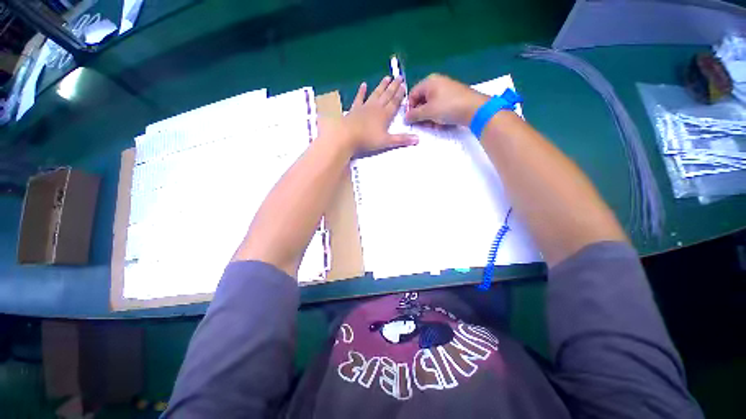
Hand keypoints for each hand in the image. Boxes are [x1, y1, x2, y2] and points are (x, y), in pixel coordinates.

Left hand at [339, 76, 418, 152]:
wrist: (347, 136)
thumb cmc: (368, 139)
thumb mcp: (386, 141)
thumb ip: (401, 140)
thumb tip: (418, 139)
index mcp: (385, 115)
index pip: (395, 102)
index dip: (400, 94)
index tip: (404, 85)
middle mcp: (376, 108)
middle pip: (387, 95)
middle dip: (393, 87)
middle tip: (399, 77)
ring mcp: (365, 107)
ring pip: (375, 94)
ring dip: (381, 86)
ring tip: (387, 77)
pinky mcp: (354, 109)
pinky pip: (359, 98)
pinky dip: (361, 92)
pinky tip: (363, 85)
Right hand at [406, 74, 487, 126]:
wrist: (474, 109)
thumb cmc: (448, 107)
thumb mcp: (428, 112)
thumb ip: (414, 115)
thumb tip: (405, 118)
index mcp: (429, 82)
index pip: (412, 95)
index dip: (409, 108)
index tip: (411, 120)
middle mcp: (437, 83)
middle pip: (421, 101)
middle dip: (421, 115)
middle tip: (423, 125)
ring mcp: (446, 90)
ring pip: (431, 106)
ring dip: (430, 118)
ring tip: (434, 125)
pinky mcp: (453, 98)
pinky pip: (440, 108)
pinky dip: (438, 116)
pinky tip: (442, 124)